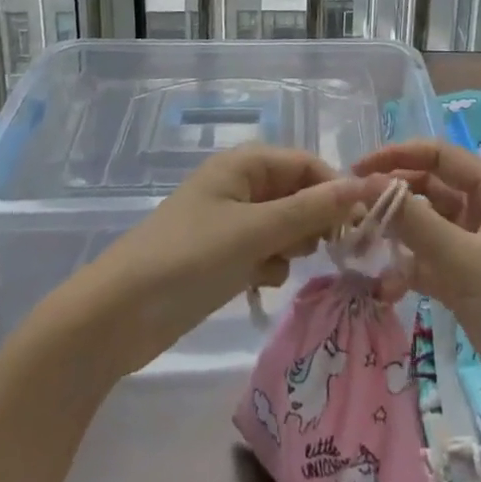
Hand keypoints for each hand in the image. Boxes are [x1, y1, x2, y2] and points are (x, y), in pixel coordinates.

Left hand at [69, 144, 368, 377]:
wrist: (115, 318)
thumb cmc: (188, 260)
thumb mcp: (255, 232)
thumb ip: (312, 209)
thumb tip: (365, 186)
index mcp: (245, 164)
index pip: (307, 164)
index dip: (336, 189)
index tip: (361, 224)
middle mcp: (240, 184)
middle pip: (297, 192)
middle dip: (314, 220)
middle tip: (324, 251)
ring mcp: (229, 221)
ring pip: (284, 224)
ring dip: (292, 244)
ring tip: (282, 267)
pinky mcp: (222, 254)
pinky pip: (264, 249)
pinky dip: (270, 264)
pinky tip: (262, 283)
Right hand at [355, 140, 480, 431]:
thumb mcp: (464, 260)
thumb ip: (414, 221)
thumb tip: (366, 185)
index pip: (438, 155)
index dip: (397, 157)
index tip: (356, 170)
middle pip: (429, 188)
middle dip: (393, 197)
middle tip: (351, 213)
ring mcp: (476, 248)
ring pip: (427, 227)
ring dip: (397, 235)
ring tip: (360, 247)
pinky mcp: (469, 283)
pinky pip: (430, 263)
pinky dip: (409, 270)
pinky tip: (386, 289)